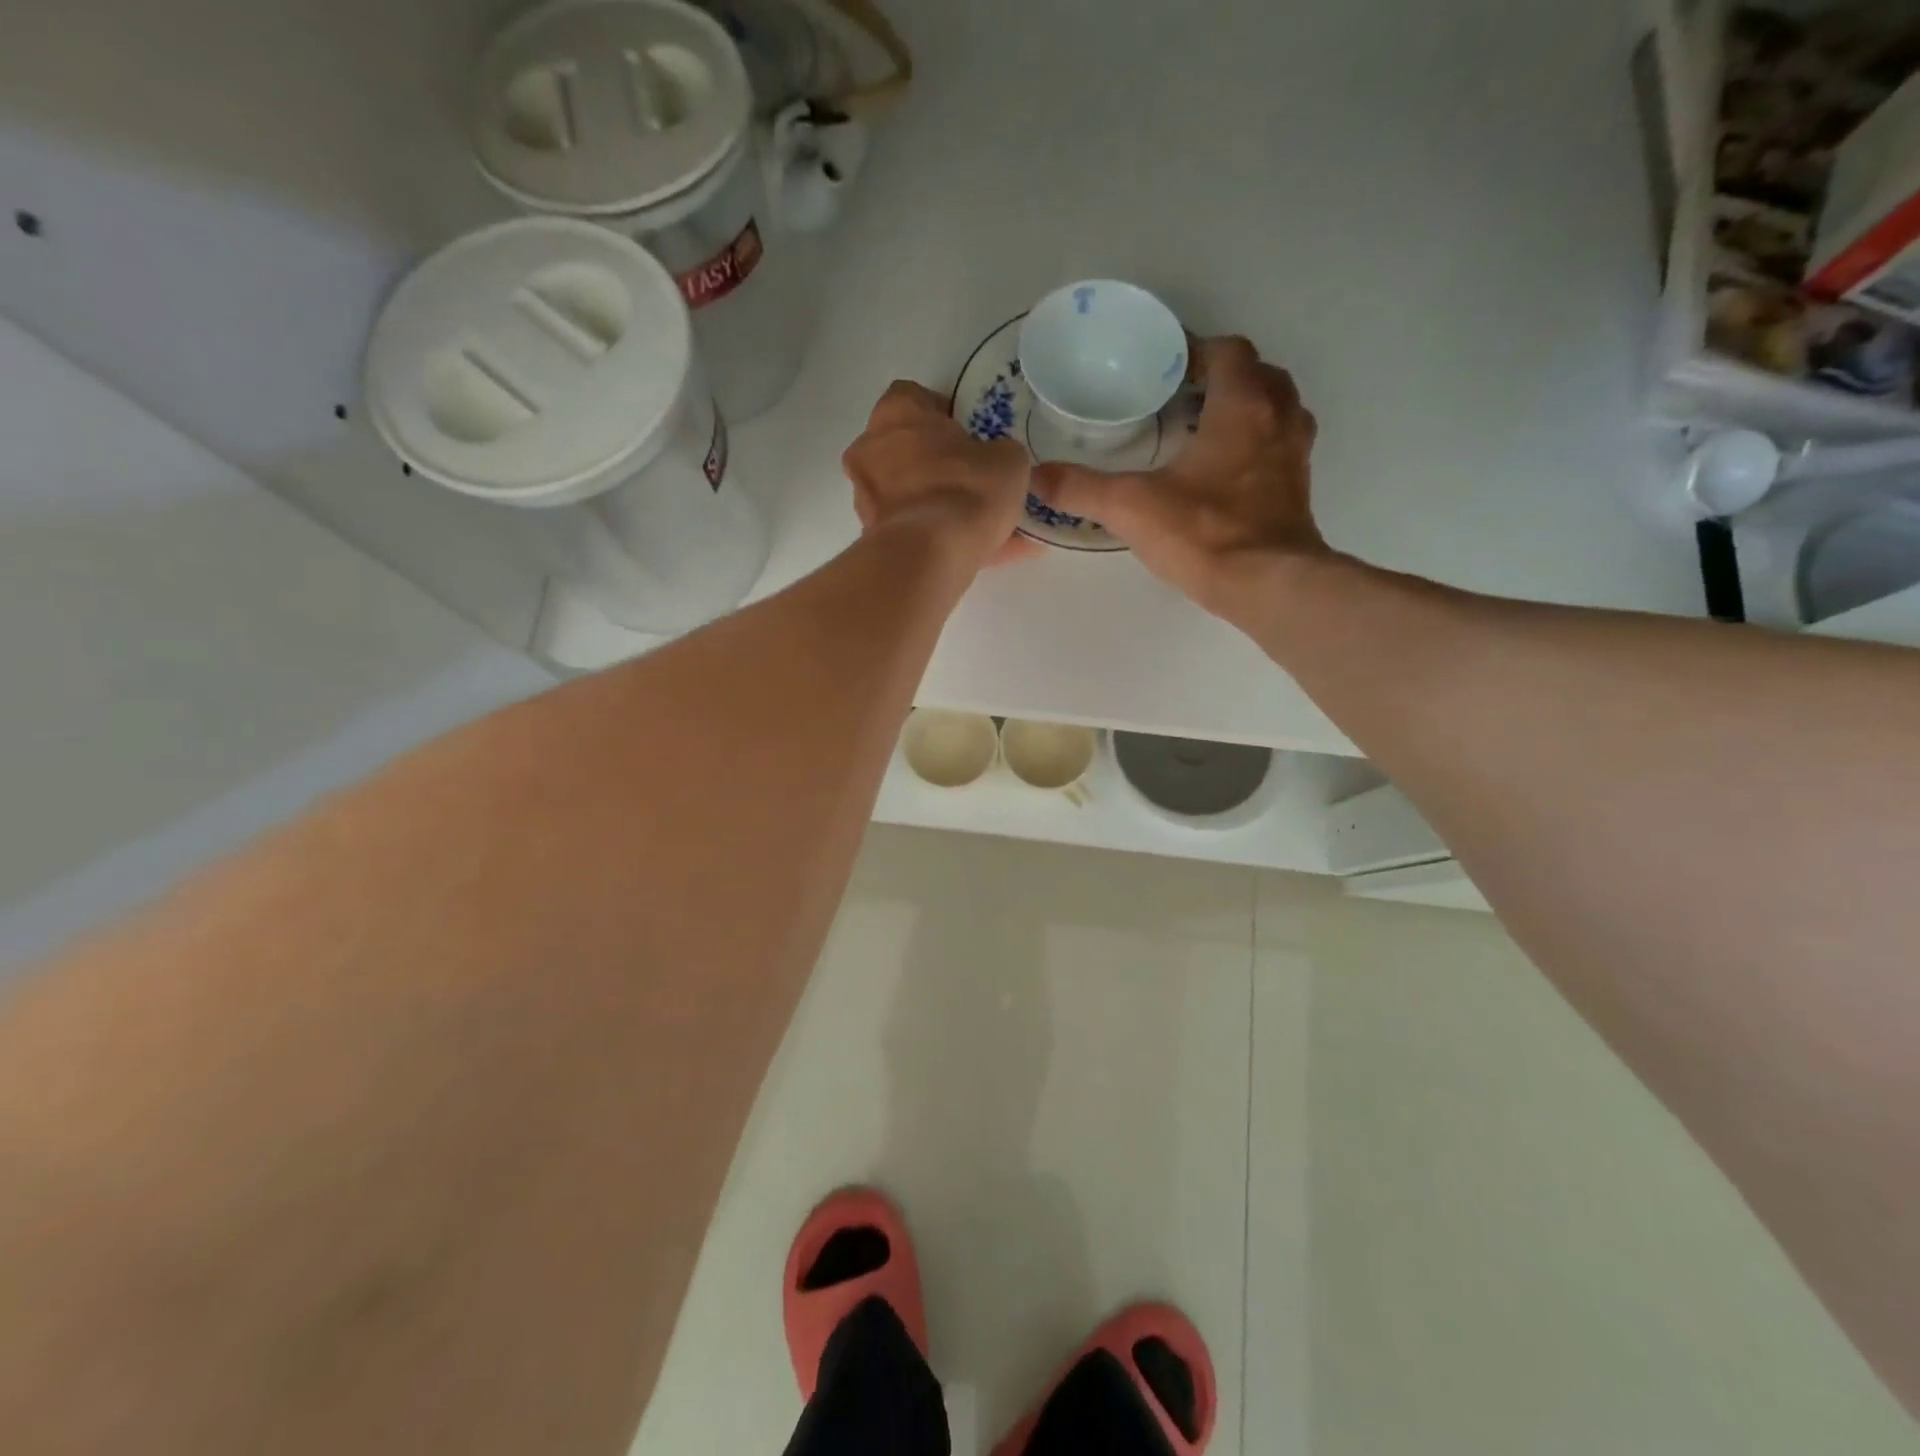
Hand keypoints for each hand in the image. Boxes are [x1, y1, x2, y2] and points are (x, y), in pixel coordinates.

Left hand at [843, 381, 1039, 568]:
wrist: (929, 556)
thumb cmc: (966, 489)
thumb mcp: (1007, 460)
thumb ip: (999, 453)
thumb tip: (996, 463)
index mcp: (897, 411)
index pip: (916, 399)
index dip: (945, 416)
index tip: (970, 438)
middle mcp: (870, 448)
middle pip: (907, 449)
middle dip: (937, 465)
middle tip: (974, 483)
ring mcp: (865, 497)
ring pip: (909, 496)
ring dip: (937, 506)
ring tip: (979, 529)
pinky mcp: (872, 538)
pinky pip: (913, 531)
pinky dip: (937, 539)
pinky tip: (973, 554)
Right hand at [1030, 337, 1328, 619]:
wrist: (1266, 585)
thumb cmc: (1203, 533)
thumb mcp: (1130, 507)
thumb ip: (1081, 489)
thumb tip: (1034, 477)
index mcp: (1242, 406)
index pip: (1229, 352)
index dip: (1199, 349)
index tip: (1167, 365)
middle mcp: (1278, 419)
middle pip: (1261, 375)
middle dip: (1227, 376)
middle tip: (1186, 395)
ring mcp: (1295, 456)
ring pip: (1280, 410)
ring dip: (1251, 407)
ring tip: (1209, 427)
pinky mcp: (1299, 490)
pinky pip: (1282, 448)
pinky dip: (1260, 445)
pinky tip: (1227, 471)